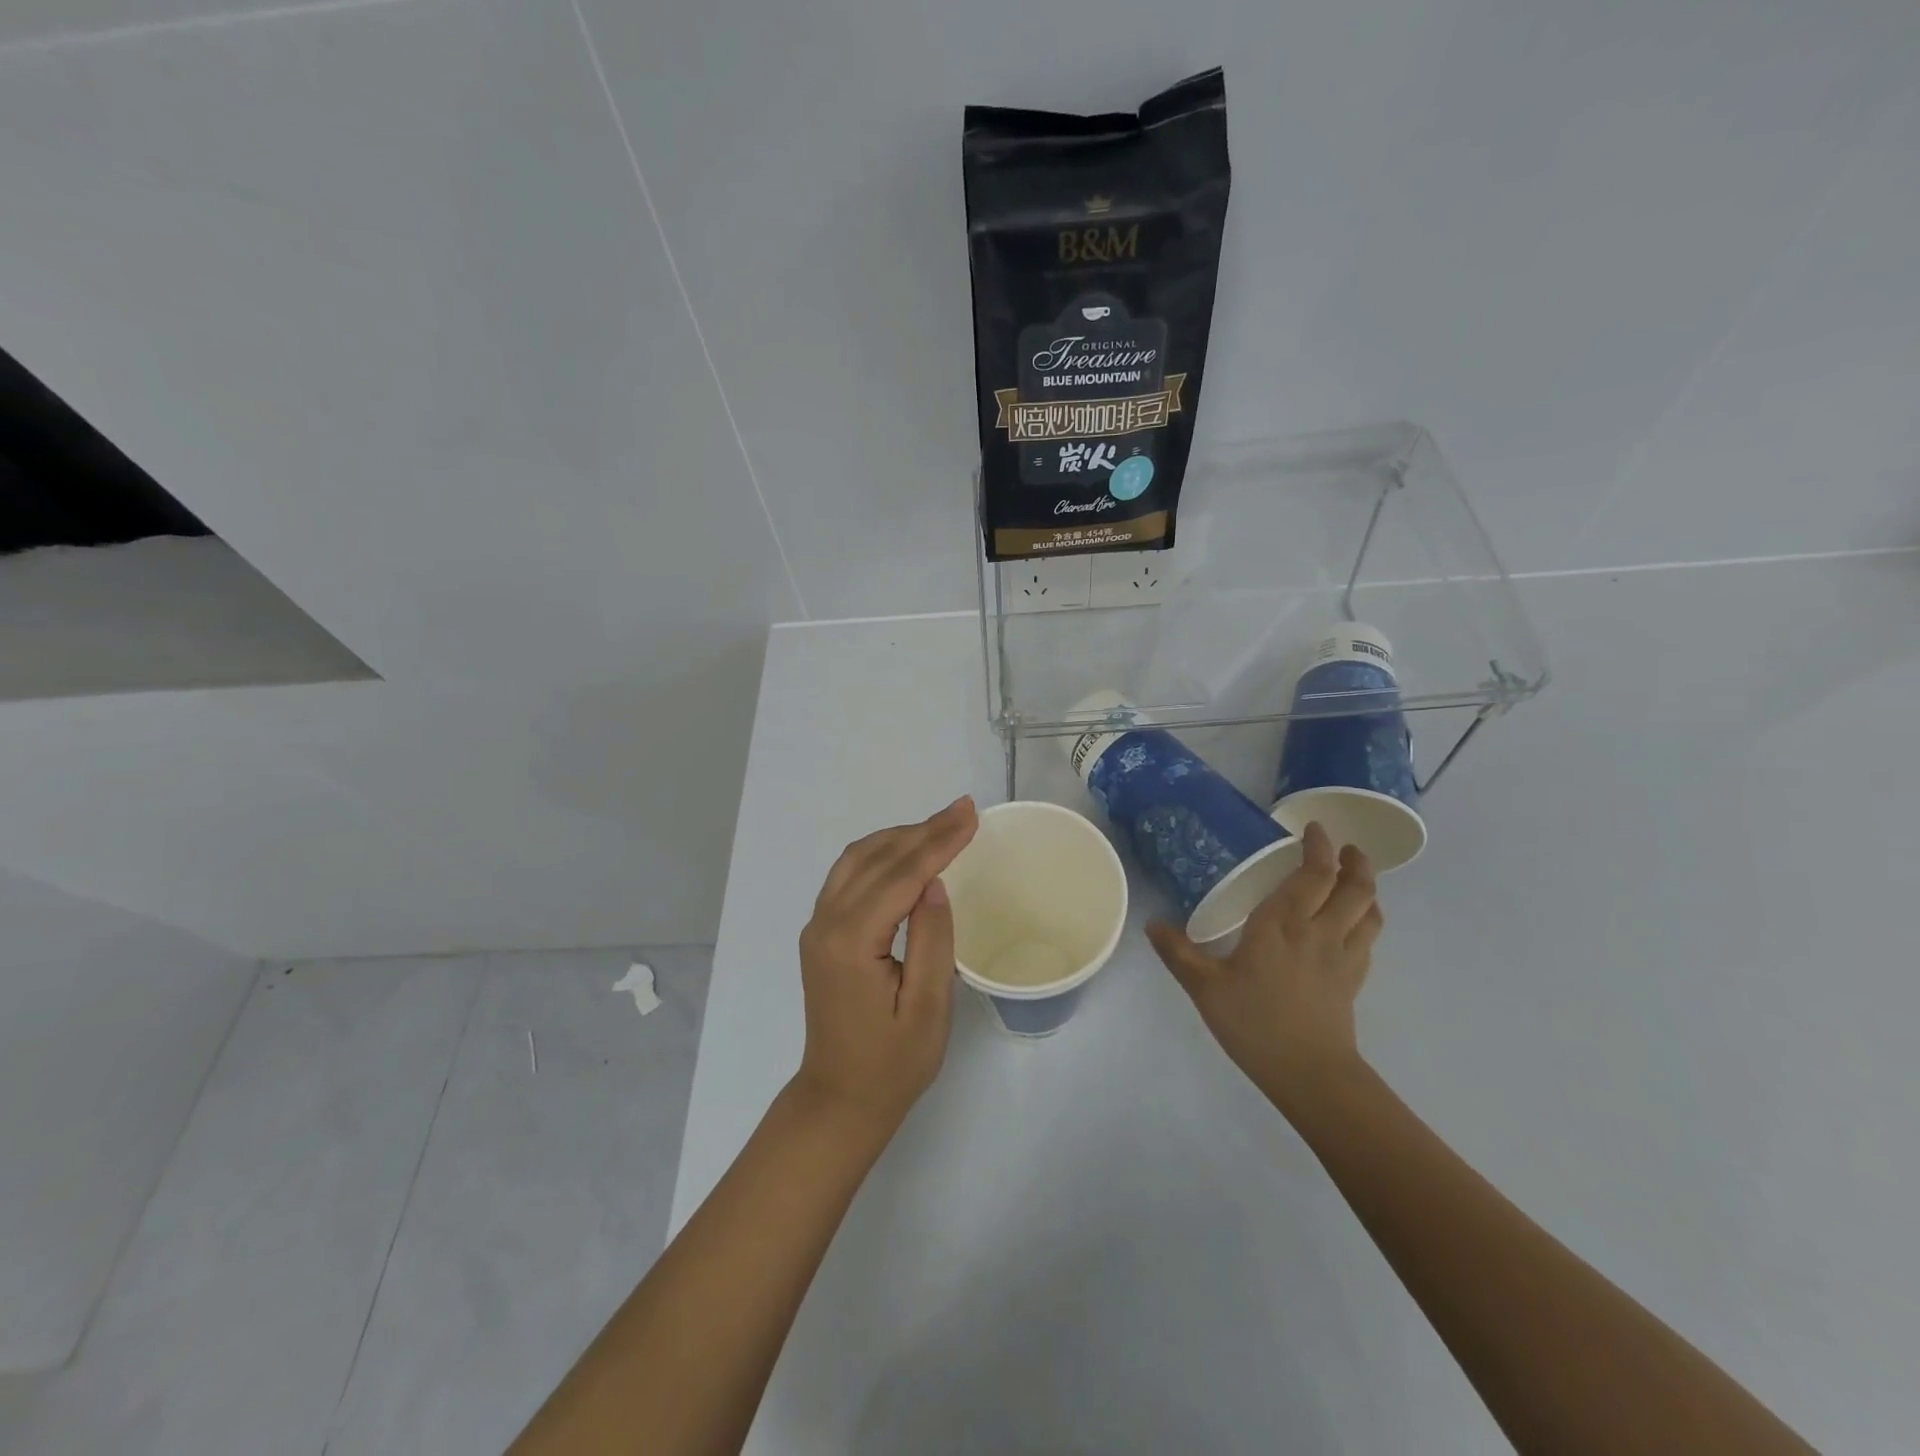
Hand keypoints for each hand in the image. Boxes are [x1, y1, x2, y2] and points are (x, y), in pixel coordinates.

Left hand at [793, 796, 978, 1136]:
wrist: (840, 1099)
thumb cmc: (892, 1064)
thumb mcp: (927, 1008)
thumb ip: (932, 940)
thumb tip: (934, 882)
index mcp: (851, 941)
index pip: (900, 874)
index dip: (938, 841)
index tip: (970, 814)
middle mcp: (826, 923)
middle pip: (876, 857)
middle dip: (923, 830)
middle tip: (964, 811)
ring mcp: (818, 926)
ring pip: (857, 859)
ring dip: (900, 837)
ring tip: (942, 826)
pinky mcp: (821, 934)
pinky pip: (848, 876)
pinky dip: (881, 854)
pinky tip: (906, 853)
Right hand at [1147, 821, 1381, 1110]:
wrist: (1308, 1073)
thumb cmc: (1254, 1022)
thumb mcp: (1205, 987)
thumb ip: (1178, 953)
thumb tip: (1151, 924)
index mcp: (1283, 923)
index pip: (1313, 874)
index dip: (1319, 847)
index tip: (1315, 829)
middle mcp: (1320, 931)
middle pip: (1354, 887)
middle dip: (1354, 861)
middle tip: (1343, 847)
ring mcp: (1343, 956)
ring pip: (1369, 911)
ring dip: (1367, 888)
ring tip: (1355, 877)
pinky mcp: (1354, 980)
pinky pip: (1369, 938)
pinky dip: (1367, 920)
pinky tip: (1353, 925)